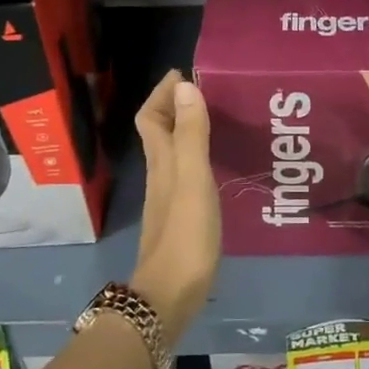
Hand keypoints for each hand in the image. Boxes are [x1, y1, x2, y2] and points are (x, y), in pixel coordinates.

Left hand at [131, 70, 220, 339]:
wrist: (170, 296)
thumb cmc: (185, 235)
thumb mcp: (193, 178)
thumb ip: (191, 134)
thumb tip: (184, 85)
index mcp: (162, 162)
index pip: (150, 117)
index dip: (162, 93)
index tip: (184, 72)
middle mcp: (161, 175)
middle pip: (159, 132)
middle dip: (176, 106)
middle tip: (208, 91)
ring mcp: (169, 199)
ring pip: (173, 152)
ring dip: (188, 130)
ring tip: (218, 119)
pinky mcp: (181, 218)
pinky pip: (186, 173)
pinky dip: (198, 157)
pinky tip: (218, 164)